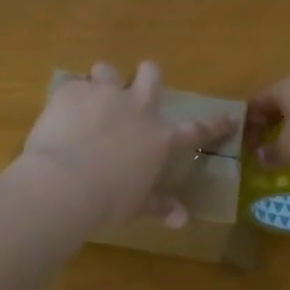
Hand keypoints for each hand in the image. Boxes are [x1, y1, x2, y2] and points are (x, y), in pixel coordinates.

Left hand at [21, 61, 237, 226]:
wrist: (64, 182)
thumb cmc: (107, 201)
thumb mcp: (136, 205)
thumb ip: (159, 207)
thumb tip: (182, 220)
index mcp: (160, 138)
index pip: (196, 130)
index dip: (214, 125)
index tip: (229, 119)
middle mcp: (137, 107)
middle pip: (151, 74)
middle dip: (146, 77)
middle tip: (135, 90)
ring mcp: (104, 93)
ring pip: (108, 70)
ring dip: (103, 82)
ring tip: (91, 99)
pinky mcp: (73, 91)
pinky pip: (73, 84)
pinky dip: (70, 97)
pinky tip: (60, 112)